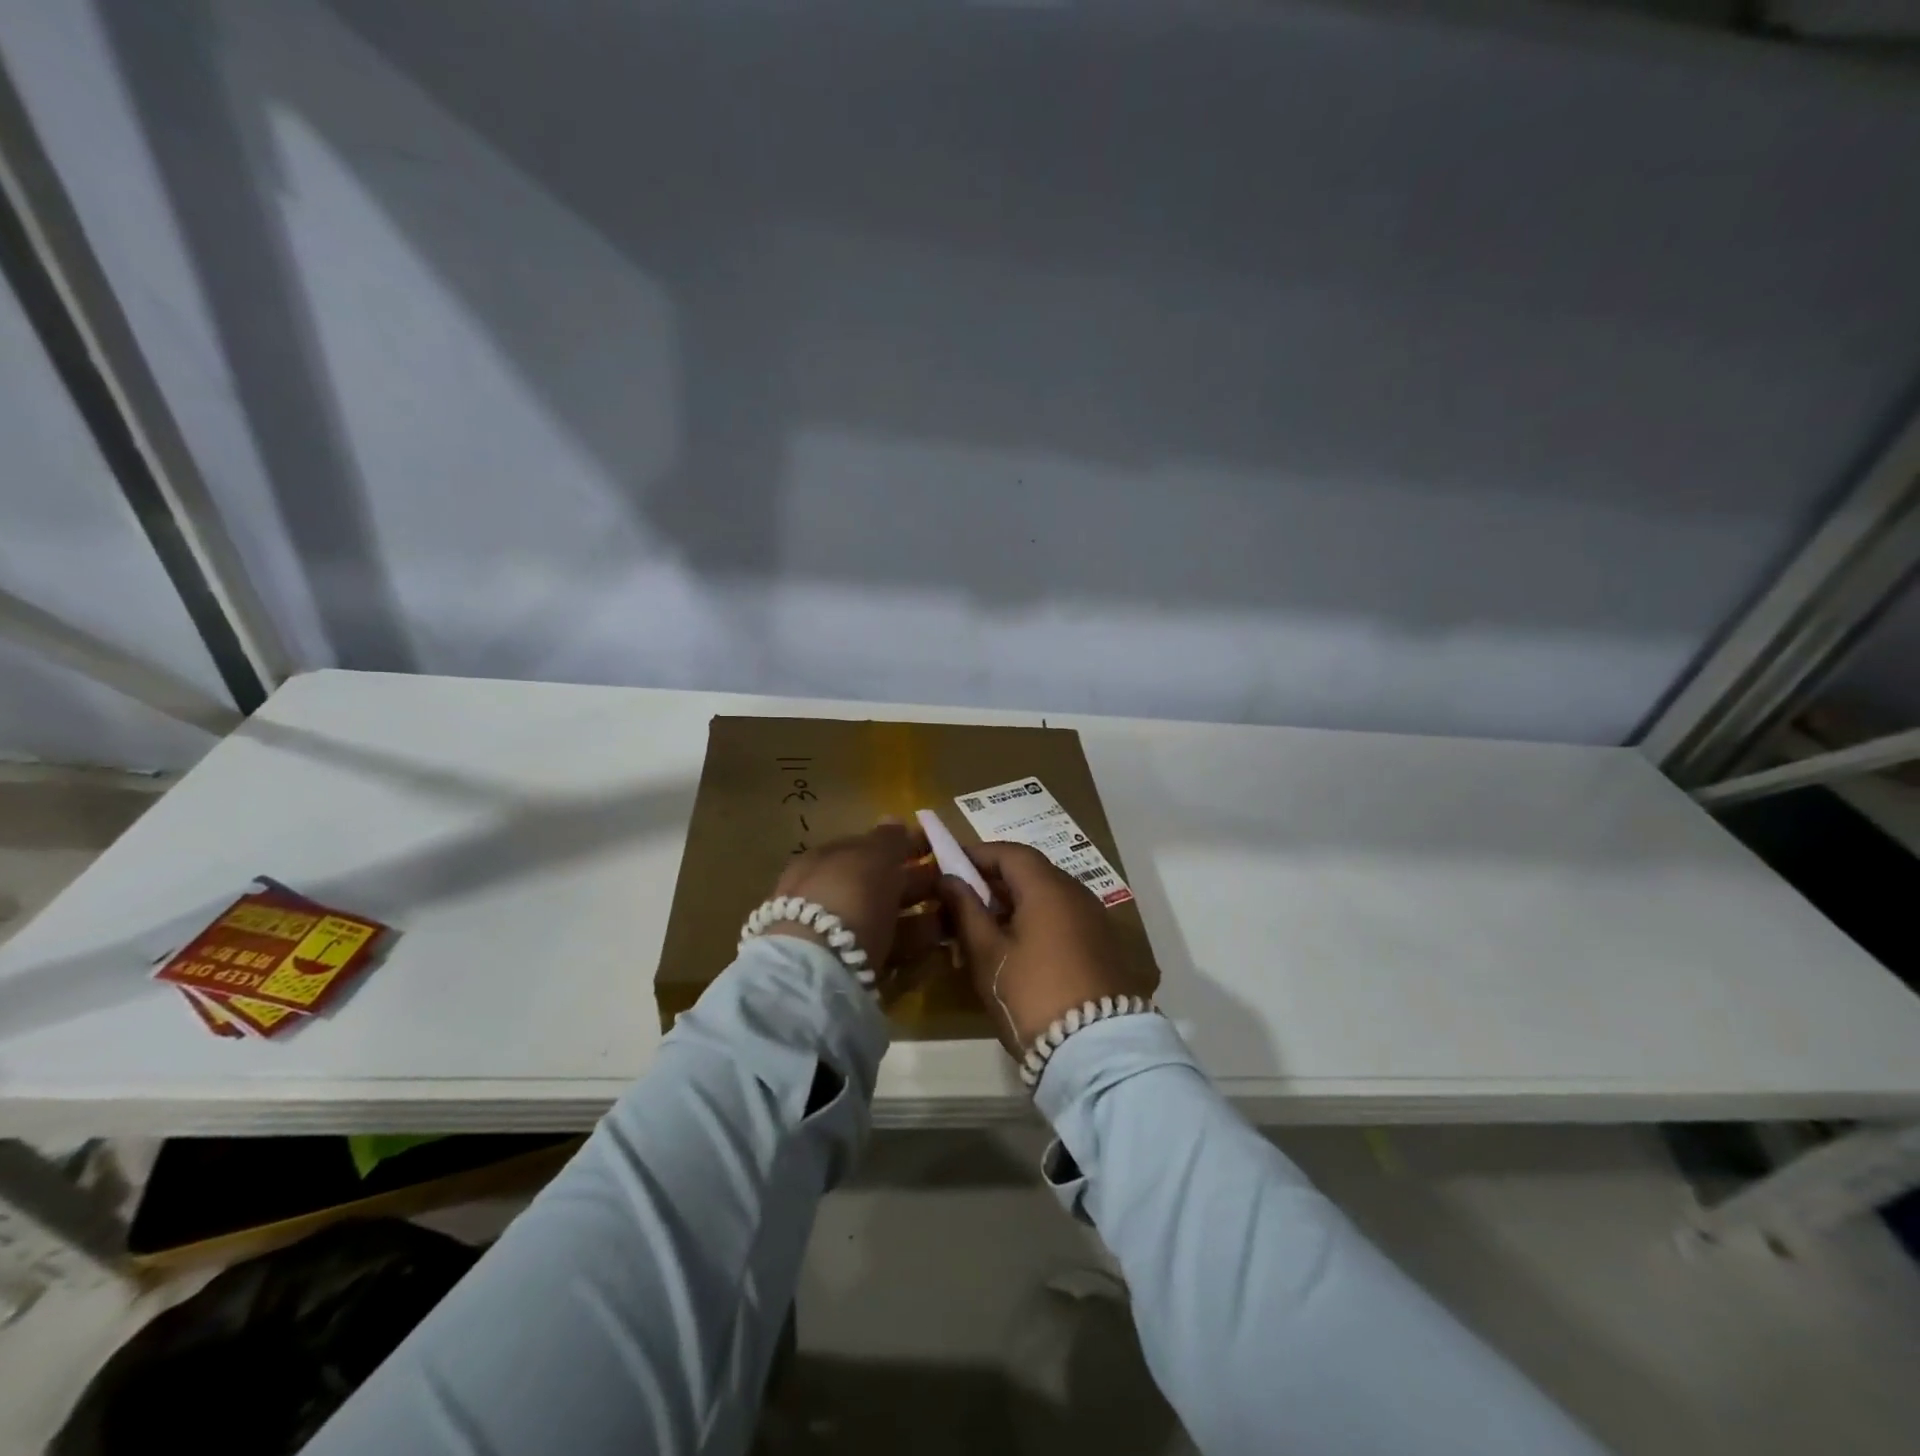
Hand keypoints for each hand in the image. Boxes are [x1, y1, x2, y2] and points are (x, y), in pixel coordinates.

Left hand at [765, 821, 941, 997]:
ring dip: (922, 917)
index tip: (935, 849)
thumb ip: (887, 840)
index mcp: (823, 862)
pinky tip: (940, 947)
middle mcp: (826, 897)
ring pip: (886, 920)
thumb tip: (894, 820)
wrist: (818, 970)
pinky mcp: (850, 972)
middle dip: (916, 884)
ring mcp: (835, 936)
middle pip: (878, 886)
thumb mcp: (871, 857)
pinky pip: (889, 952)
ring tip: (958, 917)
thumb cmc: (847, 895)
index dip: (901, 847)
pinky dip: (915, 948)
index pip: (867, 849)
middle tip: (955, 884)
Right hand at [935, 841, 1153, 1054]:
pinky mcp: (1105, 946)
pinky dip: (1037, 920)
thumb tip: (949, 878)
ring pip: (1048, 896)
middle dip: (994, 880)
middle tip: (961, 900)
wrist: (1097, 1050)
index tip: (949, 865)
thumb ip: (966, 910)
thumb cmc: (1031, 994)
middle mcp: (1077, 893)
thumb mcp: (988, 953)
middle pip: (1031, 872)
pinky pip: (1064, 918)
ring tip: (984, 927)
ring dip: (1016, 902)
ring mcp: (1096, 919)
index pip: (1010, 852)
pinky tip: (1017, 948)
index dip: (977, 854)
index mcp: (1049, 887)